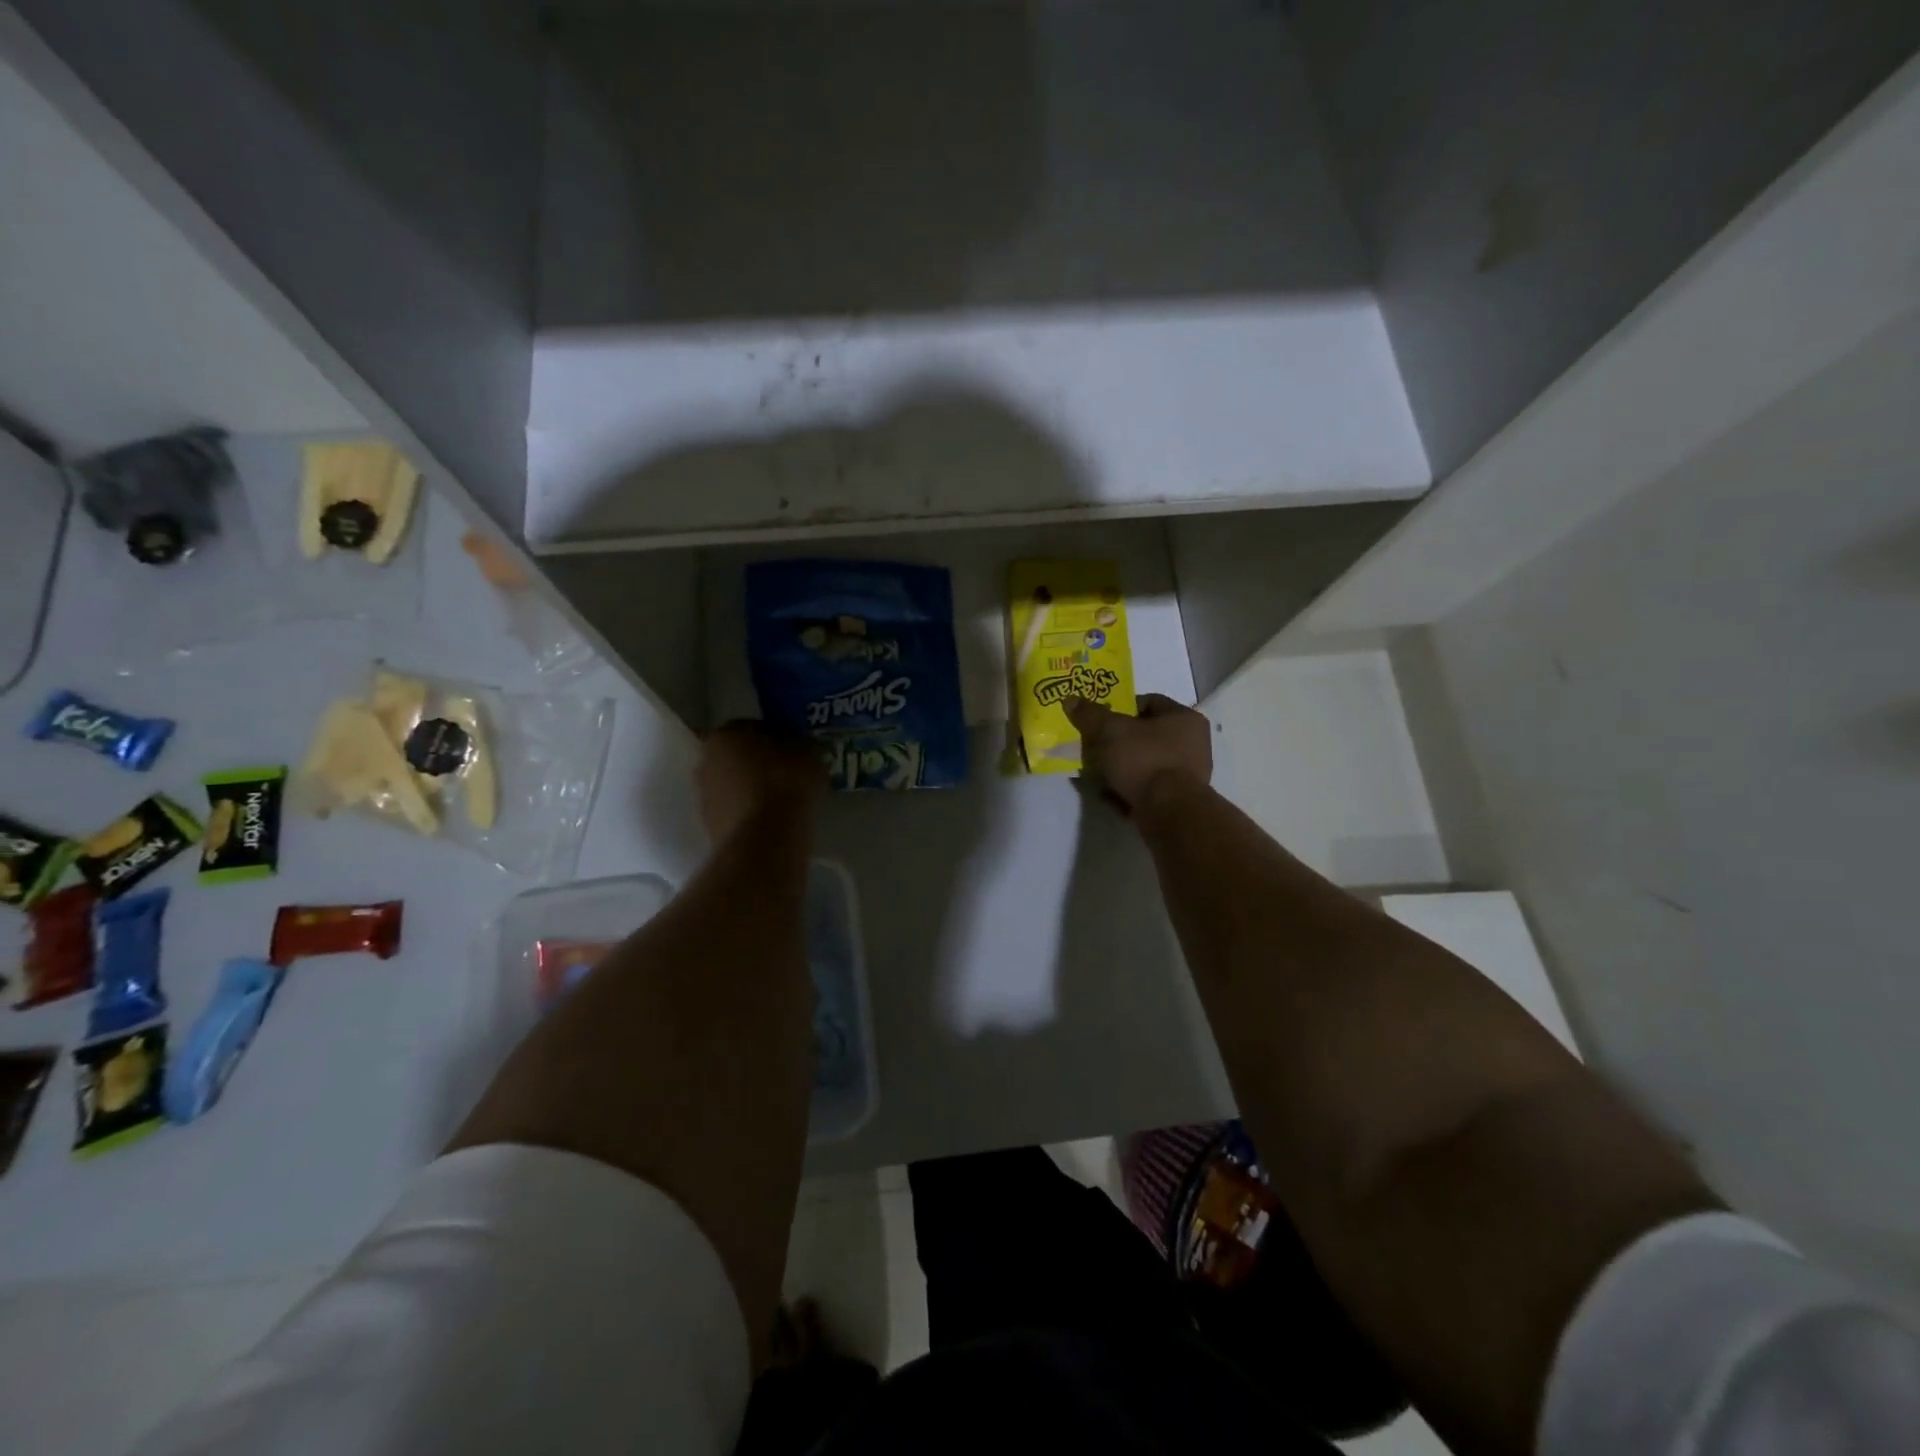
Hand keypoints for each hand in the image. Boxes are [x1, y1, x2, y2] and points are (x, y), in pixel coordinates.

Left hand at [697, 722, 823, 843]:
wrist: (765, 841)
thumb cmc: (785, 784)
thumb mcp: (809, 754)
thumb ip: (802, 745)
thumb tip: (800, 747)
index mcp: (724, 735)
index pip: (753, 727)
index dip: (777, 737)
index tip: (796, 750)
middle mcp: (705, 761)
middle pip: (739, 757)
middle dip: (761, 764)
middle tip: (789, 774)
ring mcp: (704, 797)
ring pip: (735, 786)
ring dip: (754, 790)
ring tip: (784, 800)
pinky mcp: (709, 827)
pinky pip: (737, 811)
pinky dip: (752, 813)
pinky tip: (774, 820)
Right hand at [1064, 693, 1211, 813]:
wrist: (1169, 811)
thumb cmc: (1145, 760)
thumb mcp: (1110, 731)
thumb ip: (1090, 714)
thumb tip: (1070, 700)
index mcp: (1185, 718)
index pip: (1150, 702)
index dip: (1121, 708)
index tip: (1100, 720)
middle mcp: (1193, 743)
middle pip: (1146, 736)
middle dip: (1117, 742)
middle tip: (1095, 748)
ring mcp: (1188, 774)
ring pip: (1145, 764)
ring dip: (1120, 768)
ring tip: (1097, 775)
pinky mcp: (1178, 800)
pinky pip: (1148, 788)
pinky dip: (1129, 790)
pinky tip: (1109, 796)